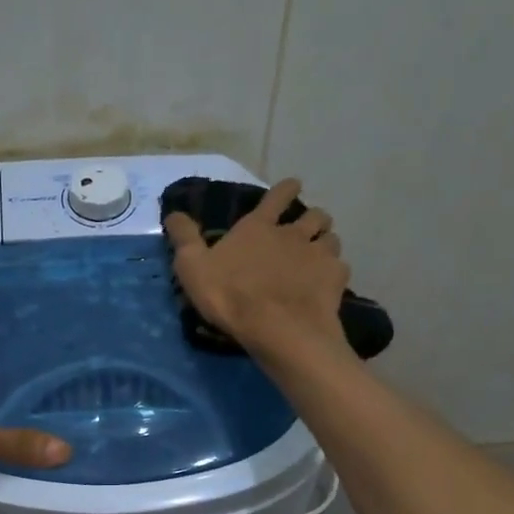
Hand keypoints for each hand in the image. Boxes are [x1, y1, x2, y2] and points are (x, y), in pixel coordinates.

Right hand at [163, 177, 350, 360]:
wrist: (277, 328)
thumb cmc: (230, 295)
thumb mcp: (193, 267)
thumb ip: (184, 238)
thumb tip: (173, 213)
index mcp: (258, 227)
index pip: (277, 196)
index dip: (286, 189)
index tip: (293, 185)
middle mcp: (293, 234)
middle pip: (314, 214)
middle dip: (312, 218)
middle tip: (306, 229)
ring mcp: (318, 254)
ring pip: (331, 238)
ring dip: (325, 243)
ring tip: (318, 256)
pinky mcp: (335, 278)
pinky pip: (340, 267)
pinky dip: (334, 273)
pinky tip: (326, 284)